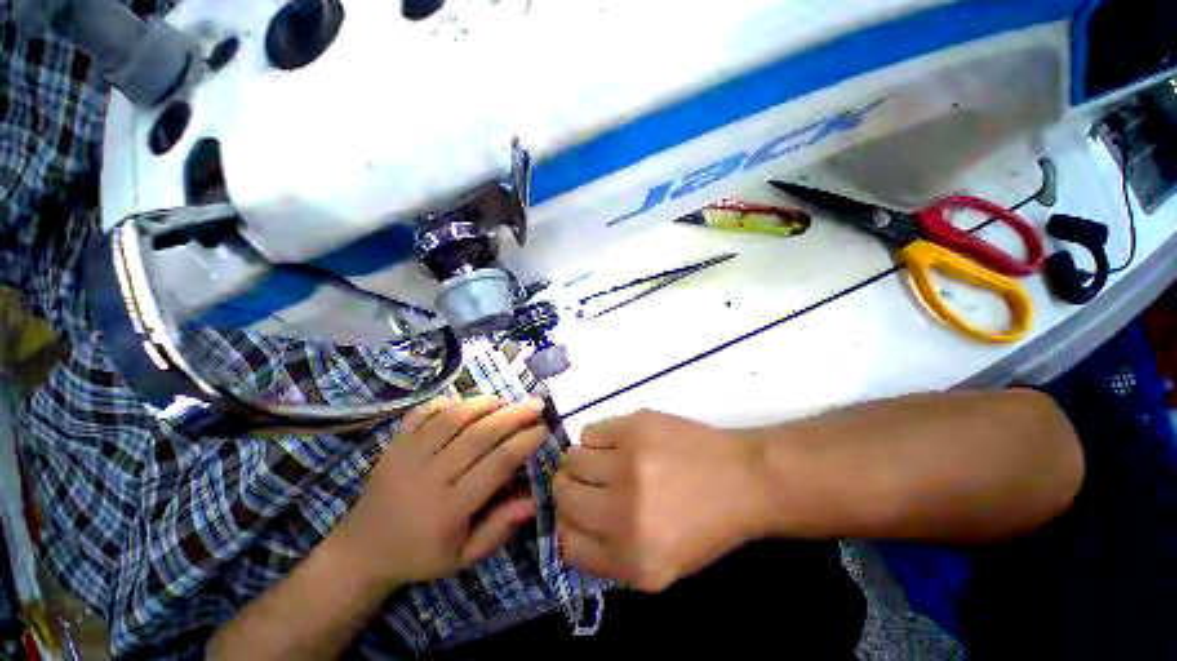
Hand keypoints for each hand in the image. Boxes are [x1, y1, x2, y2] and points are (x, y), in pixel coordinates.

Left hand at [336, 396, 546, 589]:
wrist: (362, 550)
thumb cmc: (421, 555)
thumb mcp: (464, 556)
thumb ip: (500, 527)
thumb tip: (535, 498)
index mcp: (449, 509)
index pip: (496, 464)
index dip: (524, 442)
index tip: (543, 429)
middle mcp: (428, 477)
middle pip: (479, 435)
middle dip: (513, 415)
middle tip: (536, 405)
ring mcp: (407, 455)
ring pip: (453, 417)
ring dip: (486, 403)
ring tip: (509, 401)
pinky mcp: (395, 443)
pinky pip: (426, 412)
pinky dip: (452, 401)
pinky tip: (471, 403)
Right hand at [553, 410, 767, 591]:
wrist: (743, 478)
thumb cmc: (704, 525)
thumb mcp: (660, 567)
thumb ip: (609, 556)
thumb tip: (568, 525)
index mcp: (632, 560)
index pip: (567, 543)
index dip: (568, 525)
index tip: (577, 513)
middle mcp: (623, 514)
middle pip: (563, 495)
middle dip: (568, 489)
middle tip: (587, 481)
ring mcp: (628, 464)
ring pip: (571, 459)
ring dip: (581, 461)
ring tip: (605, 460)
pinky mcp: (634, 427)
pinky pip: (589, 431)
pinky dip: (597, 439)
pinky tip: (619, 443)